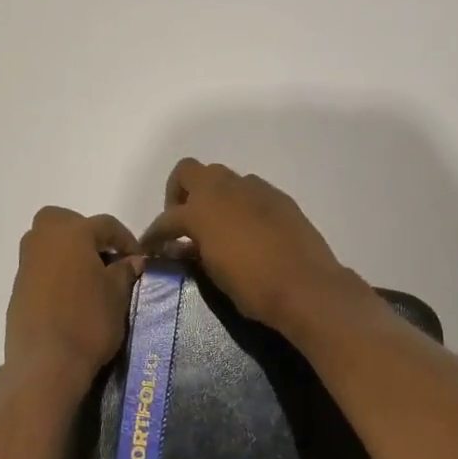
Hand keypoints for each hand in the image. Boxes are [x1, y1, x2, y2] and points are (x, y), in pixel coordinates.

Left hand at [1, 207, 144, 397]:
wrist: (46, 364)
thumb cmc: (88, 321)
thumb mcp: (117, 295)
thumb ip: (125, 271)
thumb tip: (133, 260)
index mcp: (72, 233)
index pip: (105, 225)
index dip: (126, 239)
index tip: (138, 259)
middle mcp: (44, 240)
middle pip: (65, 222)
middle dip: (86, 233)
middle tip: (105, 257)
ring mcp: (27, 264)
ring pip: (48, 243)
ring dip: (69, 252)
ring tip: (90, 278)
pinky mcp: (18, 288)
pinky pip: (40, 267)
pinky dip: (56, 272)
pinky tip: (71, 296)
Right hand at [140, 160, 367, 336]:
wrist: (306, 286)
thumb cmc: (252, 286)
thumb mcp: (212, 273)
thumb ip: (192, 254)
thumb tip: (181, 248)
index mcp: (201, 210)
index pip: (167, 219)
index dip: (154, 235)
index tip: (151, 248)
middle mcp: (224, 189)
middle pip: (188, 171)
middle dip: (180, 193)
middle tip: (185, 222)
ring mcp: (254, 189)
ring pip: (222, 177)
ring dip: (212, 195)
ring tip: (216, 224)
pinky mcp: (278, 196)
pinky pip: (250, 191)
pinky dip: (240, 203)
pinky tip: (247, 228)